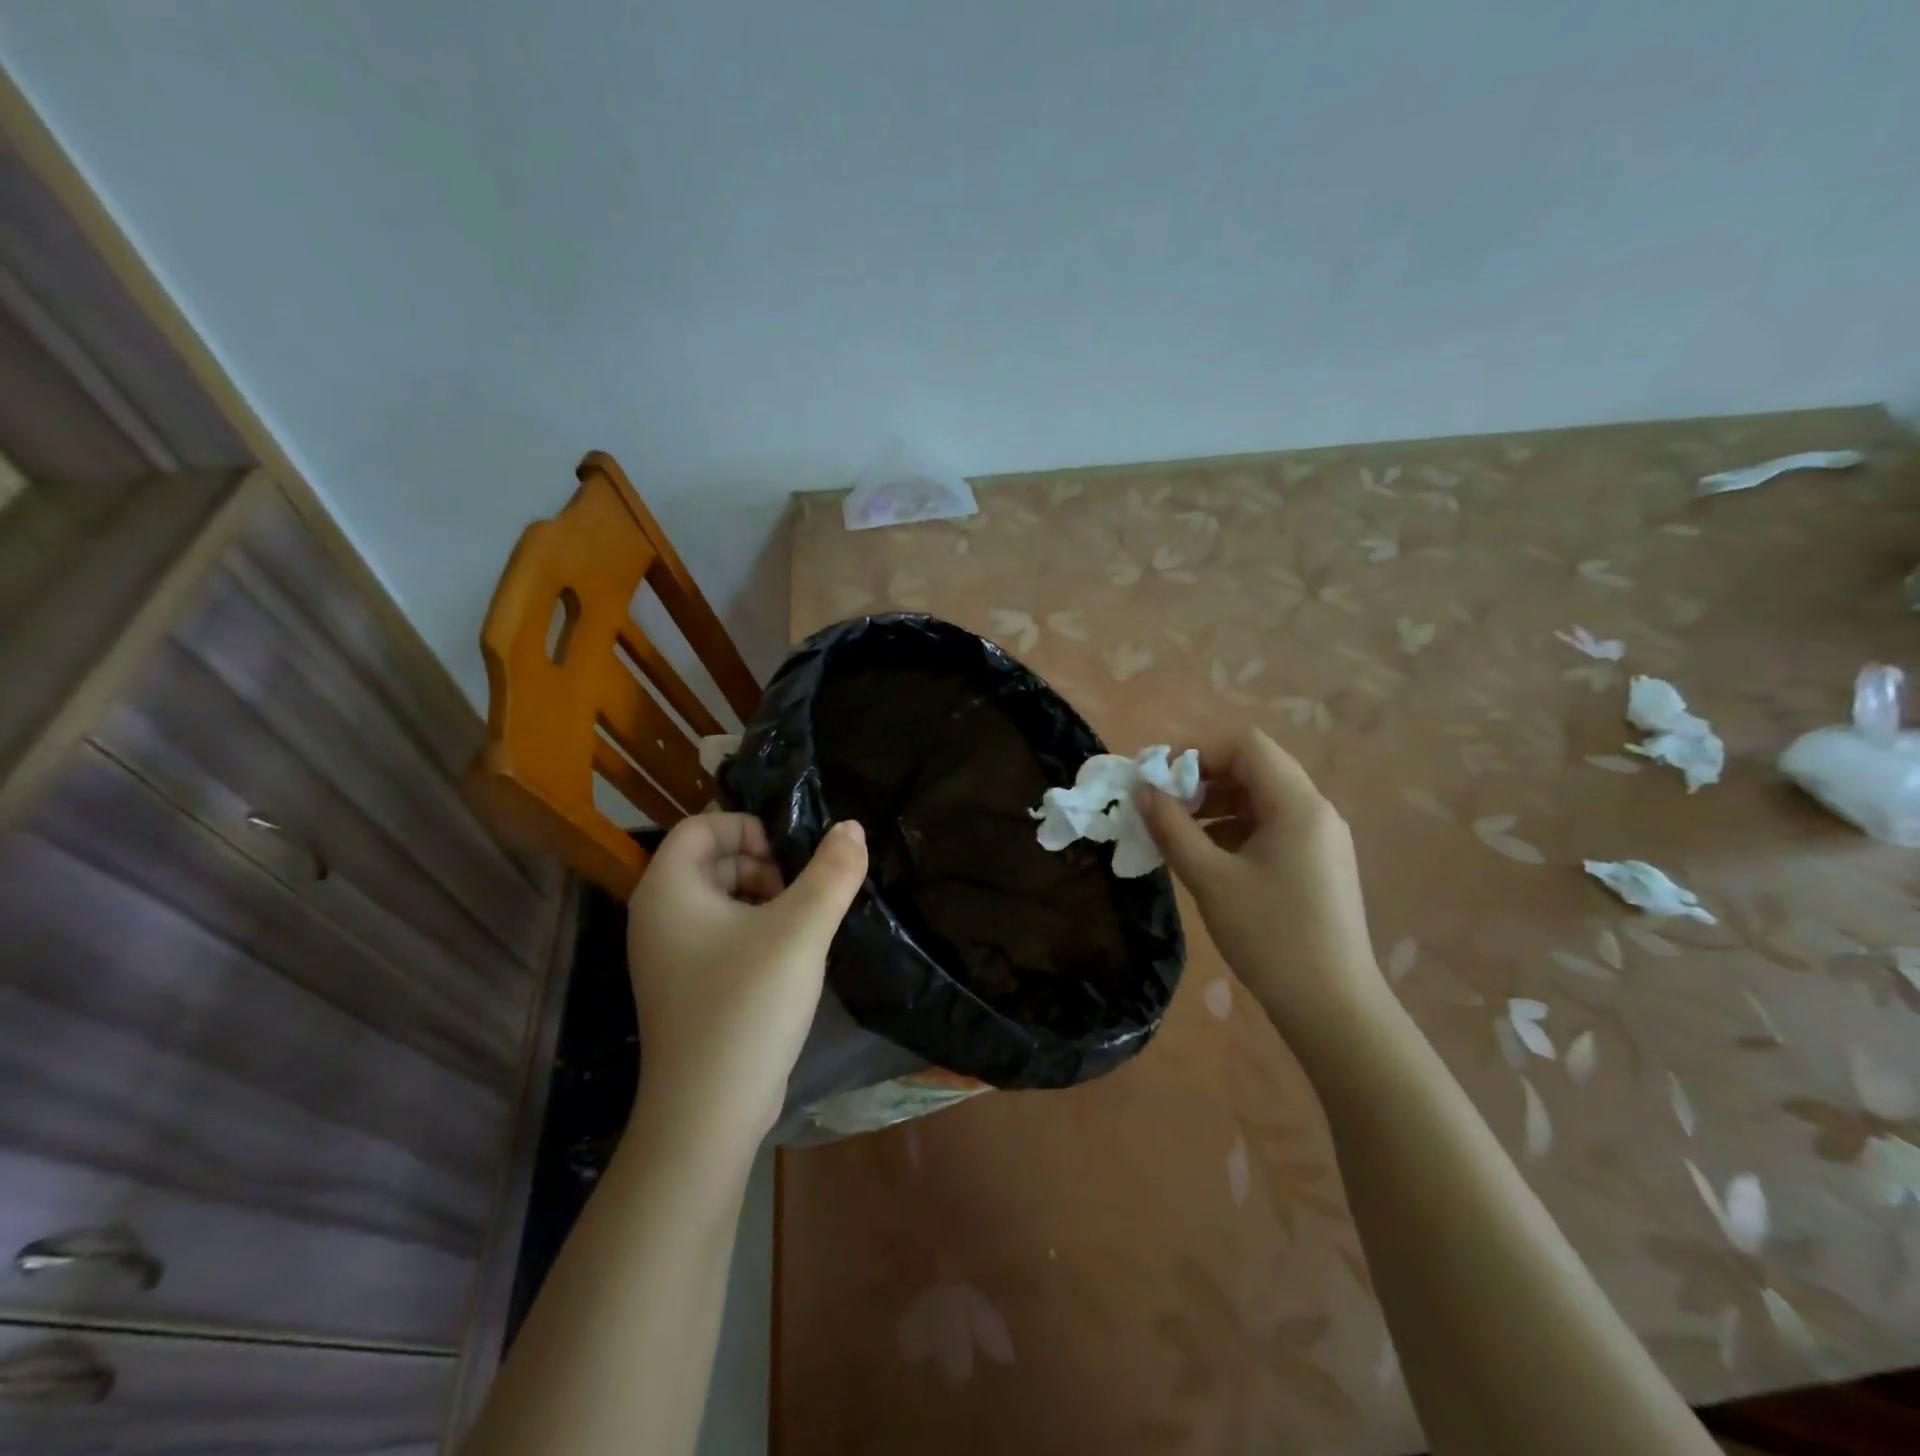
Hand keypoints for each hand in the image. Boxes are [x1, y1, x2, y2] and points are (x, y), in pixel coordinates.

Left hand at [625, 814, 868, 1143]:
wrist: (708, 1113)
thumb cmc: (747, 1004)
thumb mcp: (801, 929)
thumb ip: (832, 872)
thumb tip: (851, 827)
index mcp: (668, 889)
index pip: (702, 825)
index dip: (749, 828)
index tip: (791, 856)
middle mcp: (658, 916)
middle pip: (712, 860)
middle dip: (763, 864)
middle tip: (803, 892)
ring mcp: (669, 956)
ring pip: (720, 900)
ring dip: (765, 898)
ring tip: (804, 923)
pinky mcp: (687, 987)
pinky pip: (721, 935)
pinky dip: (756, 930)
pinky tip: (791, 955)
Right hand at [1139, 728, 1384, 1046]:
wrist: (1332, 1007)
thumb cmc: (1270, 937)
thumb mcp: (1210, 879)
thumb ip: (1172, 828)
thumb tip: (1141, 790)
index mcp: (1297, 805)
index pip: (1246, 746)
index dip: (1197, 750)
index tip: (1158, 776)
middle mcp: (1315, 811)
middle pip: (1254, 767)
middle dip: (1202, 776)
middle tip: (1161, 801)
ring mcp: (1319, 838)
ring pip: (1260, 797)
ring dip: (1215, 802)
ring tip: (1175, 828)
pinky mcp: (1315, 863)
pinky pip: (1269, 825)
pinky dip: (1233, 827)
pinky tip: (1204, 853)